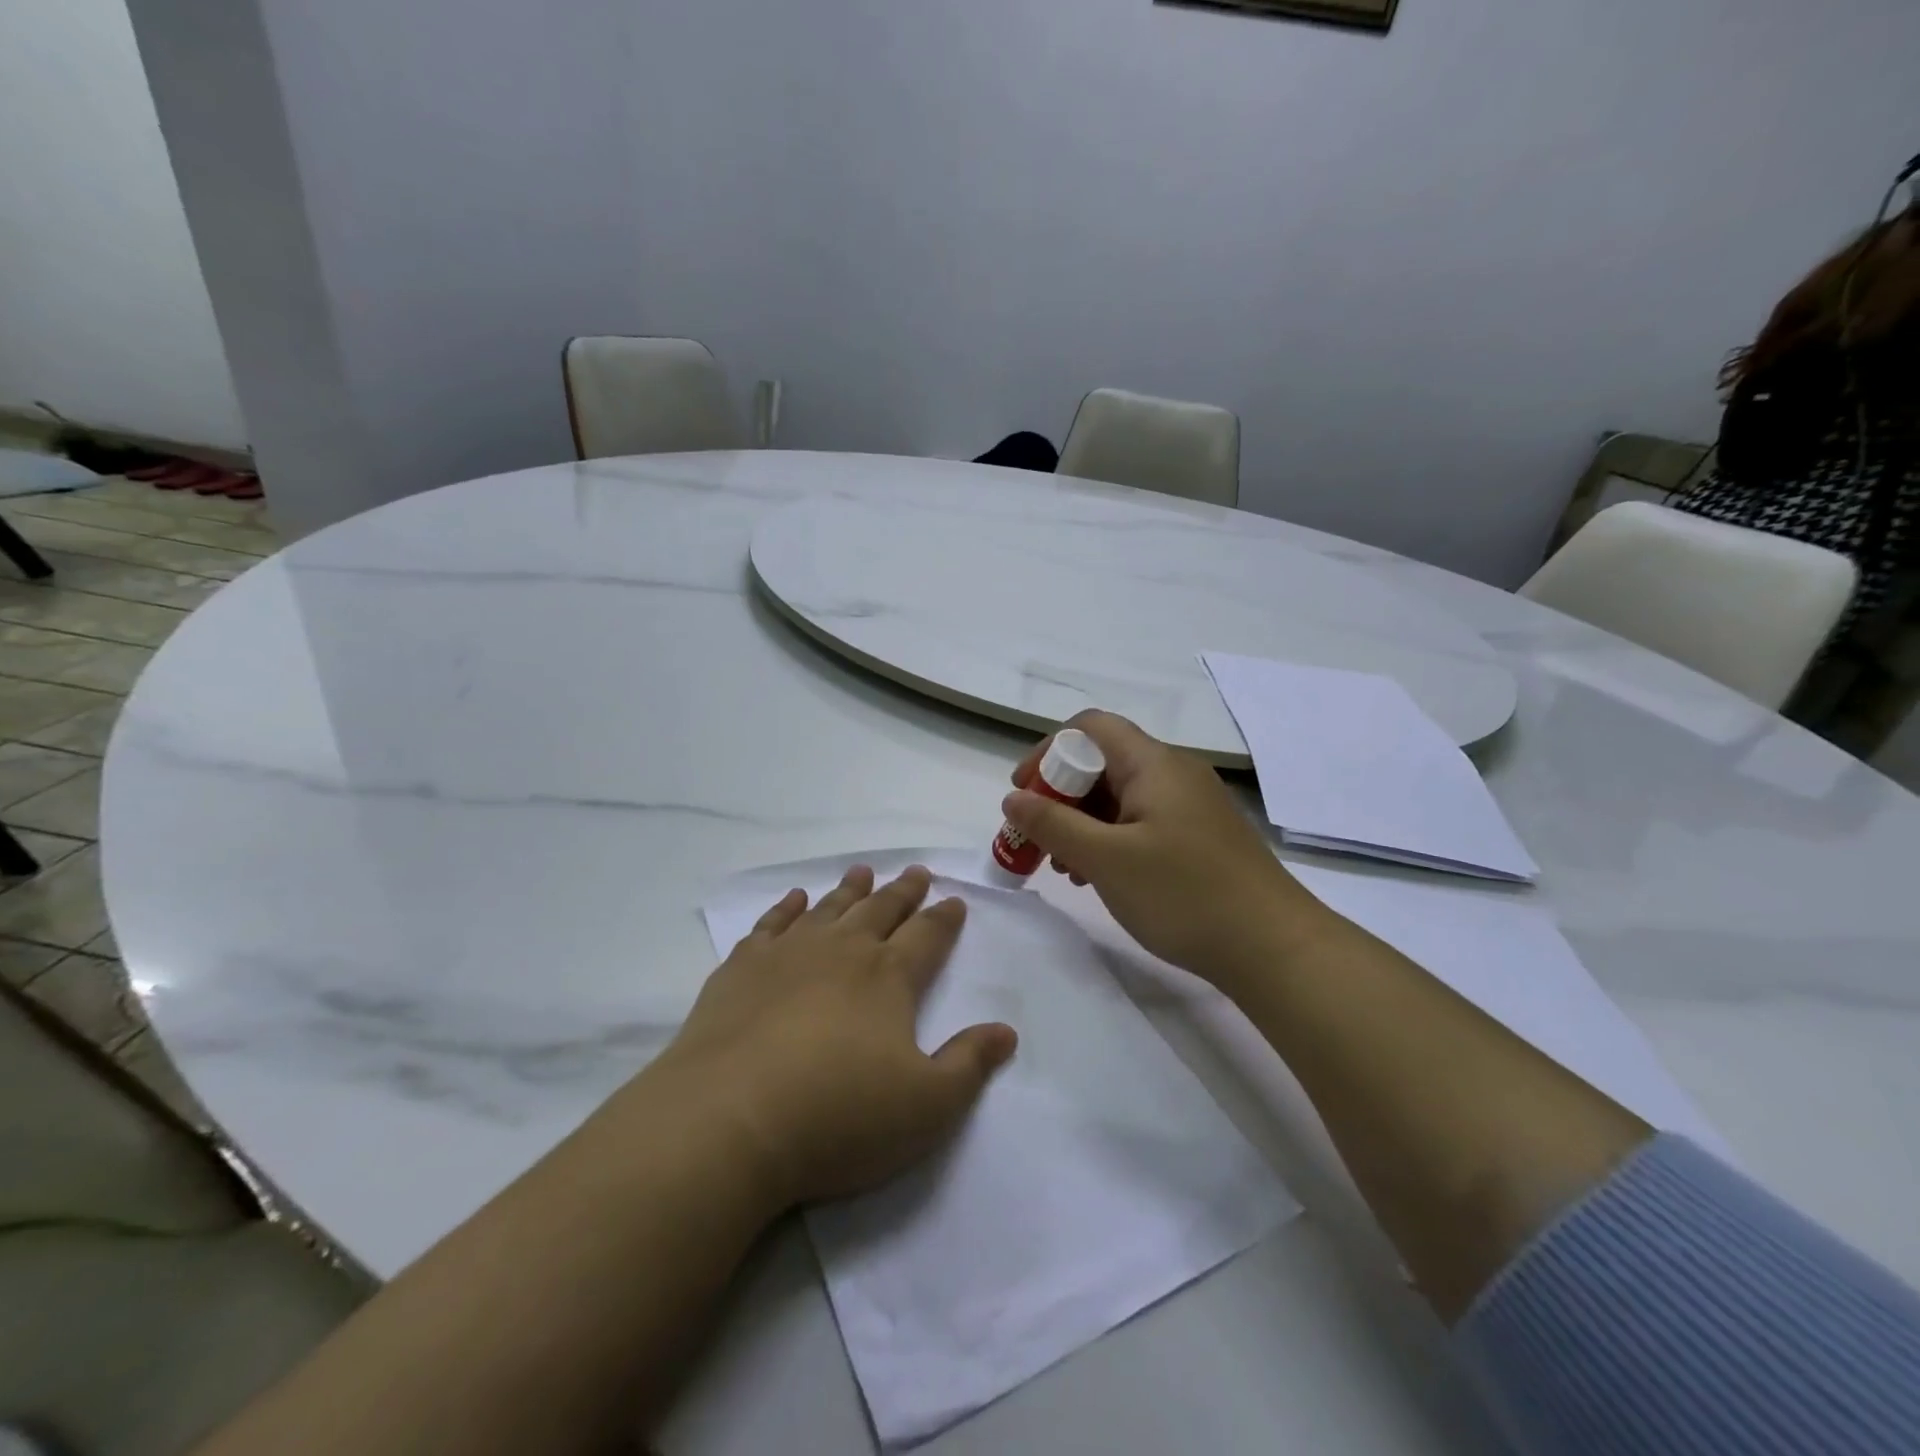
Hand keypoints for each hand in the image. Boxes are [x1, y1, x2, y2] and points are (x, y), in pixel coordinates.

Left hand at [655, 865, 1016, 1208]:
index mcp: (889, 977)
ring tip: (862, 872)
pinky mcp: (742, 968)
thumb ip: (969, 1064)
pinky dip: (786, 908)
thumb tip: (1006, 1031)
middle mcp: (843, 951)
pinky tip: (794, 899)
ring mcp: (789, 954)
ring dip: (850, 890)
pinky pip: (772, 924)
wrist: (730, 1120)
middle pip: (881, 910)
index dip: (944, 918)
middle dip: (903, 891)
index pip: (927, 936)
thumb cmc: (839, 1116)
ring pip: (829, 908)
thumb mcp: (926, 1106)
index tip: (954, 901)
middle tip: (916, 872)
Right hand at [1003, 711, 1335, 990]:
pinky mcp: (1201, 837)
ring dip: (1084, 823)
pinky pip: (1143, 822)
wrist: (1275, 948)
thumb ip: (1053, 824)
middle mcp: (1174, 772)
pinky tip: (1102, 878)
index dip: (1048, 751)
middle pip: (1103, 762)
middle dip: (1061, 796)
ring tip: (1066, 868)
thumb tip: (1013, 797)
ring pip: (1121, 796)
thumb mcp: (1106, 860)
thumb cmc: (1184, 895)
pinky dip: (1112, 840)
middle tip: (1039, 840)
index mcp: (1153, 763)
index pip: (1089, 727)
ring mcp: (1192, 805)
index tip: (1023, 793)